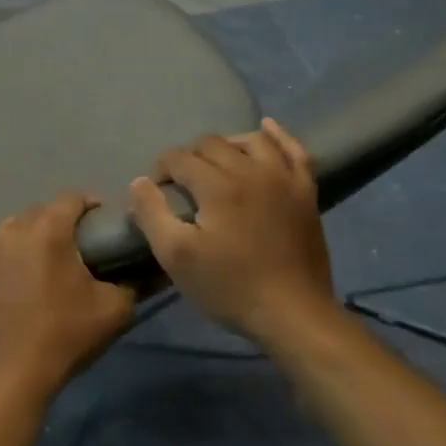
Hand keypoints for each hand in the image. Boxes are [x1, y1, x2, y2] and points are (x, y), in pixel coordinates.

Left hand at [0, 192, 134, 408]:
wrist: (10, 372)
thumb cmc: (65, 336)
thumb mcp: (114, 310)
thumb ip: (132, 281)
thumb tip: (143, 268)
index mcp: (49, 229)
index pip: (73, 198)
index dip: (91, 206)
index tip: (102, 224)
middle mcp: (13, 227)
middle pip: (41, 212)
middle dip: (60, 223)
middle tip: (76, 247)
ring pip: (14, 228)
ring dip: (30, 237)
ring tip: (44, 262)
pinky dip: (6, 255)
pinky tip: (15, 278)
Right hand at [127, 118, 335, 347]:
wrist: (294, 316)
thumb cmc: (230, 287)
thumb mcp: (176, 257)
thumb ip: (152, 214)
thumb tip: (139, 181)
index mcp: (217, 185)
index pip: (179, 158)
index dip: (162, 170)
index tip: (158, 193)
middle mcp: (251, 170)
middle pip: (212, 144)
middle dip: (190, 157)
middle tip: (183, 185)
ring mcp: (283, 179)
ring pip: (251, 140)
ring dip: (228, 144)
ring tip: (216, 163)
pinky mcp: (306, 193)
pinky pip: (295, 151)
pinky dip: (279, 136)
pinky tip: (266, 129)